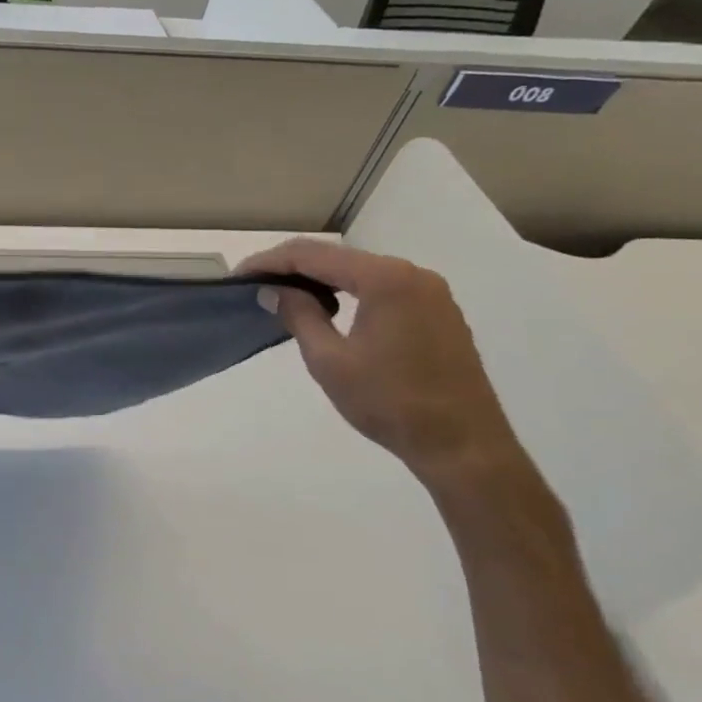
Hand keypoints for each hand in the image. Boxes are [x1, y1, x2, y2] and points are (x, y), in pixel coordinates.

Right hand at [242, 237, 522, 490]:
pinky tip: (328, 309)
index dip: (270, 262)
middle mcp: (411, 274)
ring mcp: (429, 292)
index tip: (238, 276)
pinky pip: (381, 288)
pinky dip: (348, 291)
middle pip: (338, 257)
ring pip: (360, 271)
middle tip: (256, 285)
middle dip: (293, 267)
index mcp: (385, 279)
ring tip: (284, 297)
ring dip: (320, 279)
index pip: (313, 255)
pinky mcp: (437, 312)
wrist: (463, 445)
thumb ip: (298, 315)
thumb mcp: (329, 360)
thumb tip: (273, 290)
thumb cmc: (389, 403)